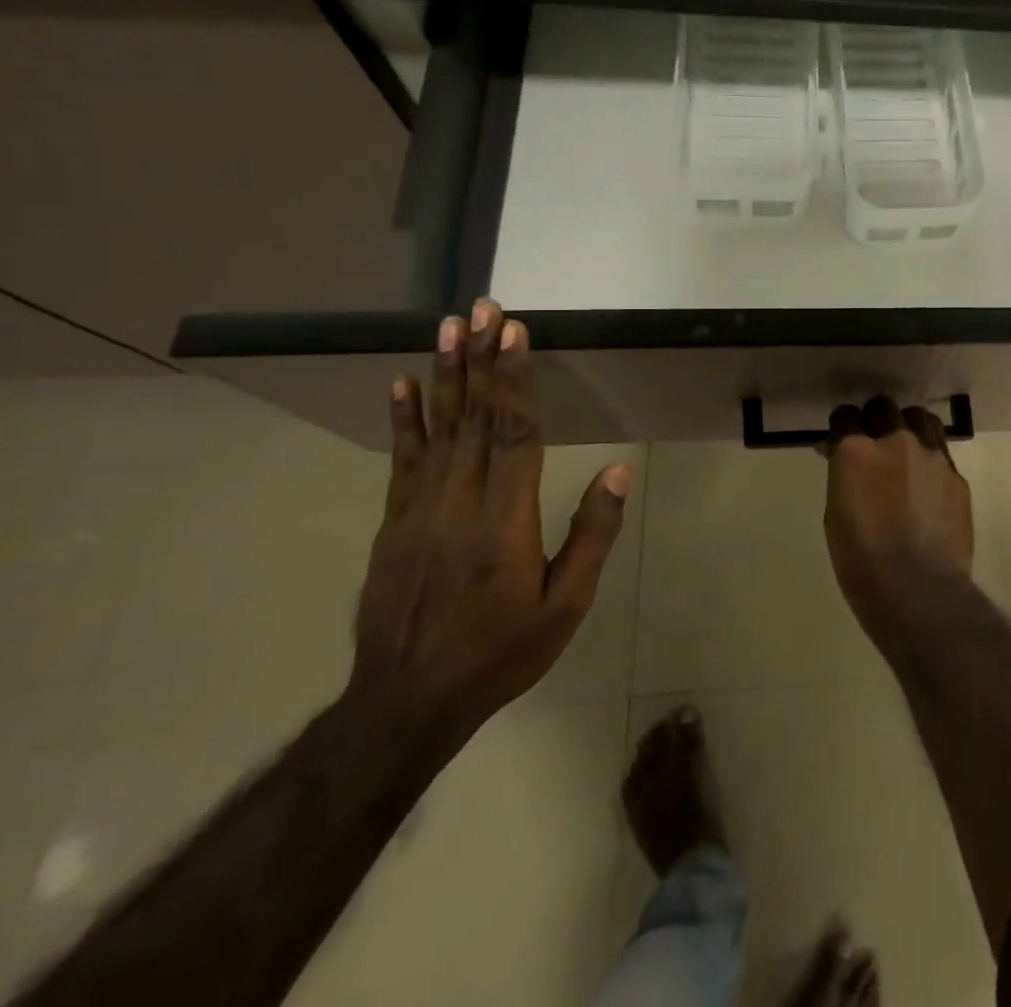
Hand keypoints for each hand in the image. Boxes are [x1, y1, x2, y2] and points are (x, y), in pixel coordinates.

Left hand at [349, 299, 629, 740]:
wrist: (406, 702)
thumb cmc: (501, 651)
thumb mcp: (566, 605)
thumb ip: (591, 534)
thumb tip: (617, 472)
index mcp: (504, 521)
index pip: (515, 434)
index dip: (516, 380)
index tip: (516, 333)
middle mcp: (458, 503)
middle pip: (474, 418)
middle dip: (480, 358)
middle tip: (481, 308)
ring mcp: (418, 510)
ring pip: (437, 429)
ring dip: (445, 373)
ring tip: (448, 327)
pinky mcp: (394, 523)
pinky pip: (402, 460)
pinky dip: (404, 418)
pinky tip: (404, 384)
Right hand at [822, 396, 973, 635]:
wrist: (918, 589)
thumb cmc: (862, 561)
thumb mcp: (835, 515)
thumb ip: (843, 477)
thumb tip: (842, 459)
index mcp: (856, 451)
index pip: (845, 417)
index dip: (842, 427)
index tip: (840, 440)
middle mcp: (896, 441)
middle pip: (884, 408)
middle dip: (874, 419)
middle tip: (872, 442)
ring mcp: (931, 455)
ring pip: (919, 418)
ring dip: (908, 427)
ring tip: (905, 448)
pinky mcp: (956, 475)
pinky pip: (940, 451)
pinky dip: (929, 458)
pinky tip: (927, 482)